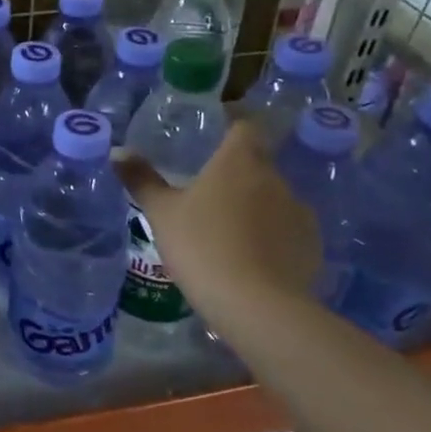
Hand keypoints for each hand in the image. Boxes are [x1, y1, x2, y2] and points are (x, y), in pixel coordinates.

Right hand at [115, 120, 319, 325]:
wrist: (256, 305)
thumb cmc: (201, 246)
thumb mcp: (161, 213)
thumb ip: (141, 179)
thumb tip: (118, 151)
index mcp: (239, 161)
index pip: (245, 126)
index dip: (232, 126)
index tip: (214, 136)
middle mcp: (274, 178)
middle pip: (257, 163)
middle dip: (236, 173)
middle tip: (207, 193)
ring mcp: (299, 212)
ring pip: (273, 198)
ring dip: (254, 206)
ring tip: (227, 231)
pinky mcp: (312, 246)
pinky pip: (287, 230)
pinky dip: (271, 236)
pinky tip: (250, 258)